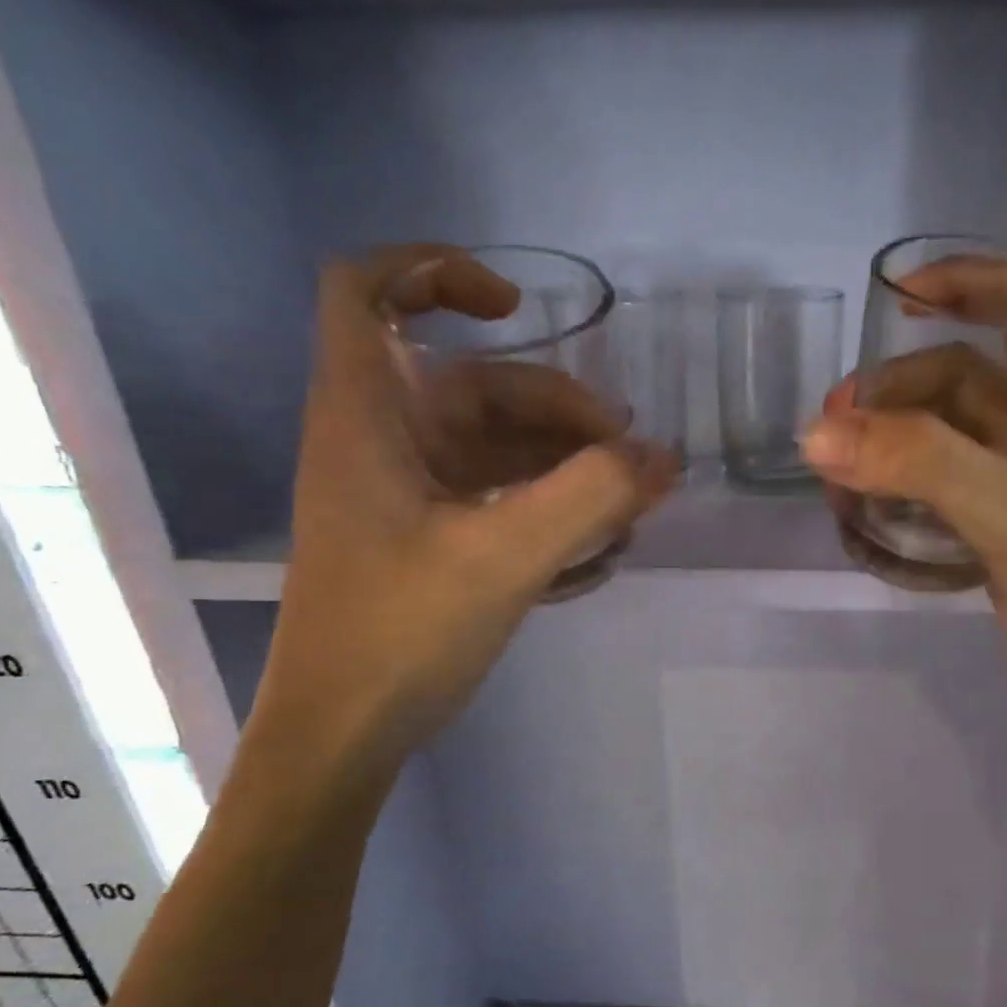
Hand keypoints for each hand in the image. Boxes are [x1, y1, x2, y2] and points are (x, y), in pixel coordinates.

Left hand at [257, 245, 674, 764]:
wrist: (346, 734)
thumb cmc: (400, 632)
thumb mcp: (506, 558)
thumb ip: (590, 498)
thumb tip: (661, 458)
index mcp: (369, 415)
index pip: (367, 290)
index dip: (437, 272)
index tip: (518, 310)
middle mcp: (385, 439)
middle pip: (478, 384)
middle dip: (562, 413)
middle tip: (631, 462)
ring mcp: (410, 492)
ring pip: (499, 447)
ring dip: (568, 469)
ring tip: (629, 515)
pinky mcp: (432, 537)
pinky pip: (502, 497)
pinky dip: (551, 510)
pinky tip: (597, 553)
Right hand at [800, 257, 1006, 740]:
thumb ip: (919, 464)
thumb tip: (818, 435)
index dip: (965, 282)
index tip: (894, 294)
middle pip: (961, 379)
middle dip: (896, 390)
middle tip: (833, 426)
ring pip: (942, 438)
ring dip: (889, 442)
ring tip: (834, 465)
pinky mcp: (998, 530)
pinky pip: (937, 489)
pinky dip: (898, 488)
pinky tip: (860, 501)